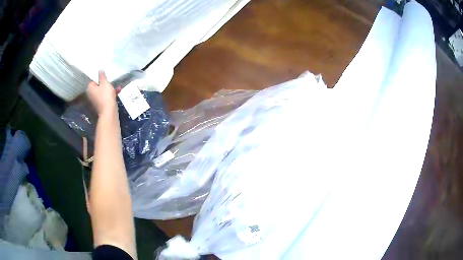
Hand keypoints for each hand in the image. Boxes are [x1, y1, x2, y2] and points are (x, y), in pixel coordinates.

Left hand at [87, 71, 116, 115]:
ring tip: (118, 87)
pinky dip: (110, 94)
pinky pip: (105, 97)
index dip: (100, 78)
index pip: (93, 80)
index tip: (106, 78)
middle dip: (106, 84)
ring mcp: (96, 100)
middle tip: (112, 82)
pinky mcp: (101, 105)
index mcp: (90, 88)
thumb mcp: (105, 83)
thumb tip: (99, 70)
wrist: (109, 112)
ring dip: (110, 89)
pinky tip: (117, 92)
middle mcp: (91, 94)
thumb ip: (102, 76)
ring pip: (103, 91)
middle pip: (98, 86)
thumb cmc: (105, 96)